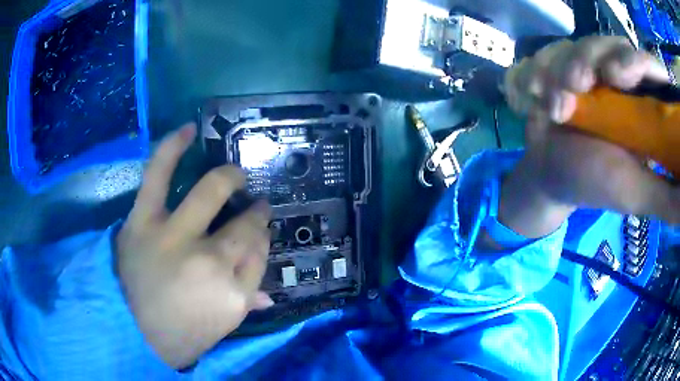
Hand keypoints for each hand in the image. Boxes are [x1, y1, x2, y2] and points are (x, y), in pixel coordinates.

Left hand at [116, 123, 273, 368]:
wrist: (129, 333)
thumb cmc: (179, 336)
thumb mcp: (221, 328)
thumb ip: (246, 304)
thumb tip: (268, 293)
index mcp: (232, 294)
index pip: (259, 255)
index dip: (262, 241)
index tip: (259, 234)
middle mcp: (209, 260)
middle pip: (244, 226)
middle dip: (254, 214)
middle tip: (255, 206)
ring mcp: (173, 235)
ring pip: (211, 192)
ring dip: (229, 178)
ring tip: (235, 175)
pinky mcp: (143, 221)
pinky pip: (158, 174)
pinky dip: (172, 147)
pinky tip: (189, 129)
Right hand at [501, 37, 679, 237]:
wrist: (551, 176)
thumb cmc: (596, 185)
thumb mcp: (637, 194)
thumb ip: (667, 197)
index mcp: (641, 103)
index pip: (647, 65)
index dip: (636, 61)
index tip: (619, 77)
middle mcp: (617, 78)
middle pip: (609, 43)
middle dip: (590, 58)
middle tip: (577, 85)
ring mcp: (586, 69)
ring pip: (575, 44)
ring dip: (558, 68)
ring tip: (551, 105)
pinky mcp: (558, 67)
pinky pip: (545, 53)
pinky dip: (535, 72)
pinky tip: (532, 98)